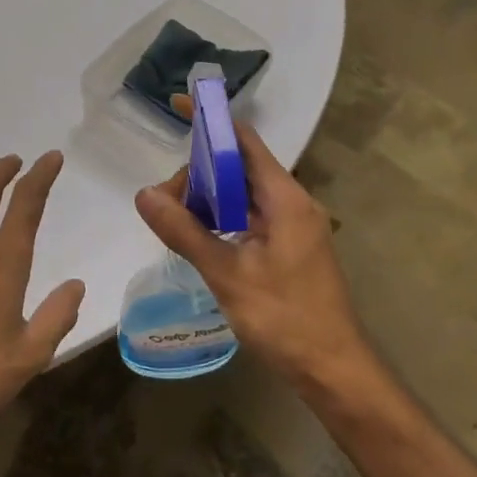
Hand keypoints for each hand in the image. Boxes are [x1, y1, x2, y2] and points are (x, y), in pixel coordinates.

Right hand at [134, 123, 370, 388]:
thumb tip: (143, 194)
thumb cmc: (285, 319)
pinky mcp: (289, 248)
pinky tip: (199, 237)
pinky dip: (222, 218)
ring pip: (243, 194)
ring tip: (175, 220)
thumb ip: (185, 232)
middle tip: (163, 202)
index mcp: (285, 199)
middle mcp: (292, 203)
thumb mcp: (228, 274)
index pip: (244, 141)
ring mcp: (293, 227)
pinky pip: (250, 217)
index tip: (177, 106)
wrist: (333, 369)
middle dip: (199, 172)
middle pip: (240, 167)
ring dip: (209, 198)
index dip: (211, 121)